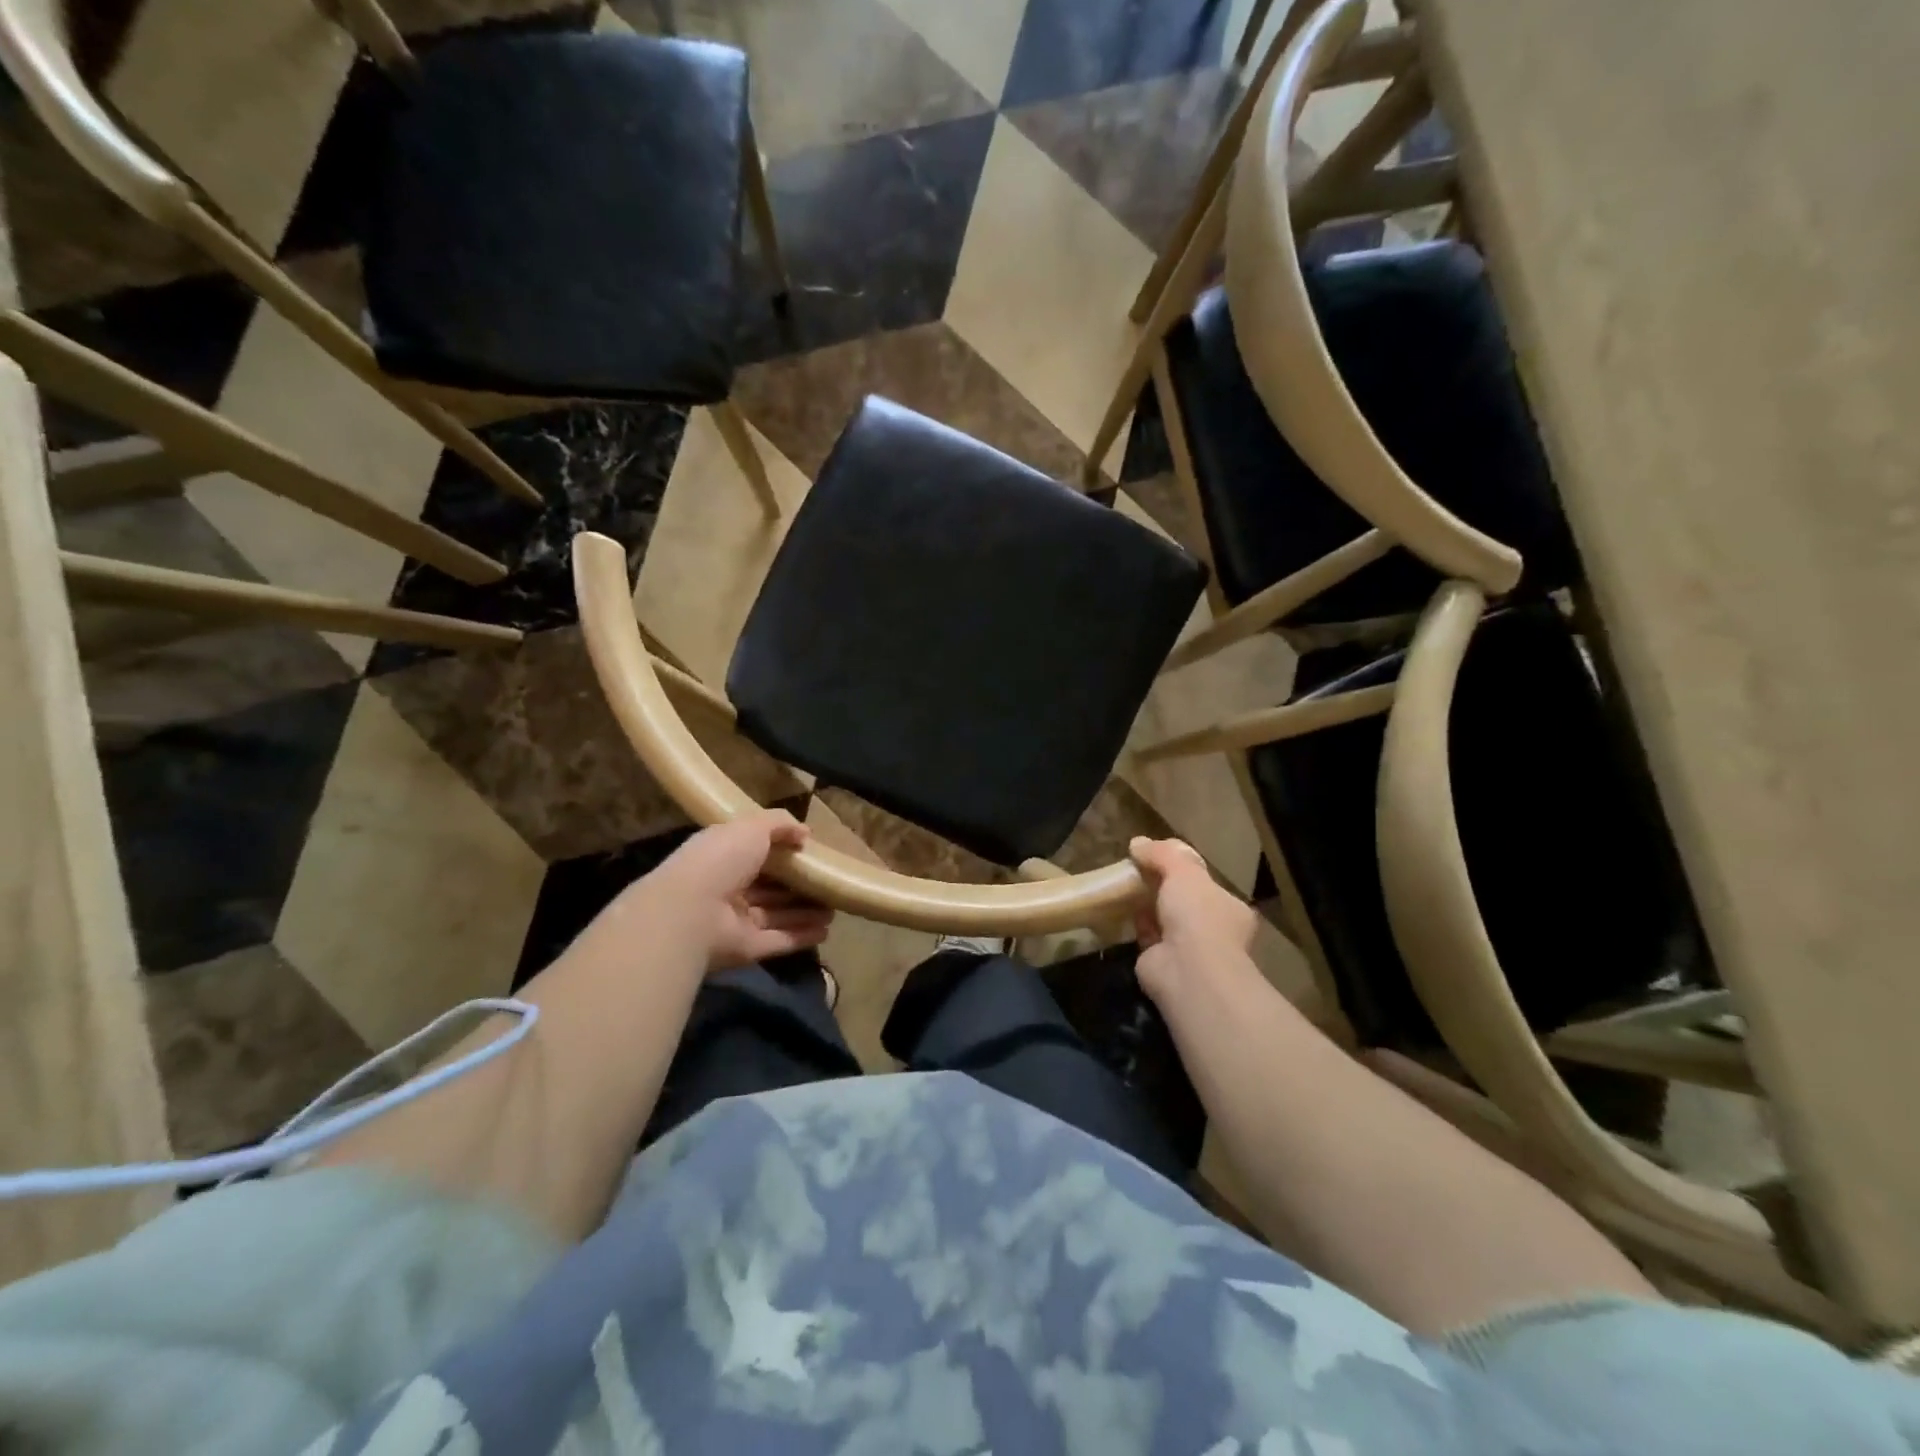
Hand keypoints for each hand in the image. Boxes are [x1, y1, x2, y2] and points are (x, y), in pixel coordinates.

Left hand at [635, 810, 834, 971]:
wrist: (689, 912)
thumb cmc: (719, 860)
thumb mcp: (751, 828)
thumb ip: (779, 824)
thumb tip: (805, 833)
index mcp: (722, 857)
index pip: (754, 854)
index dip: (781, 852)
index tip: (809, 851)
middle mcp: (727, 889)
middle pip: (768, 888)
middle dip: (797, 887)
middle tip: (827, 883)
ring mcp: (735, 922)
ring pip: (776, 915)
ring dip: (805, 912)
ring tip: (835, 908)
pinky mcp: (745, 949)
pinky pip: (778, 940)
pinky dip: (802, 936)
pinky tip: (826, 930)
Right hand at [1128, 836, 1258, 1003]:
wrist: (1187, 971)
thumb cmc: (1196, 915)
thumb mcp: (1183, 871)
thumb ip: (1163, 854)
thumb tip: (1138, 842)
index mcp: (1230, 908)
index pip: (1205, 884)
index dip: (1181, 869)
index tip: (1156, 858)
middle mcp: (1214, 931)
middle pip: (1183, 901)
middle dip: (1161, 887)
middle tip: (1136, 871)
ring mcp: (1189, 951)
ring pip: (1164, 920)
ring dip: (1146, 906)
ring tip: (1123, 887)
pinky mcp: (1163, 964)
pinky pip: (1147, 937)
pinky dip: (1136, 925)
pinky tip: (1120, 911)